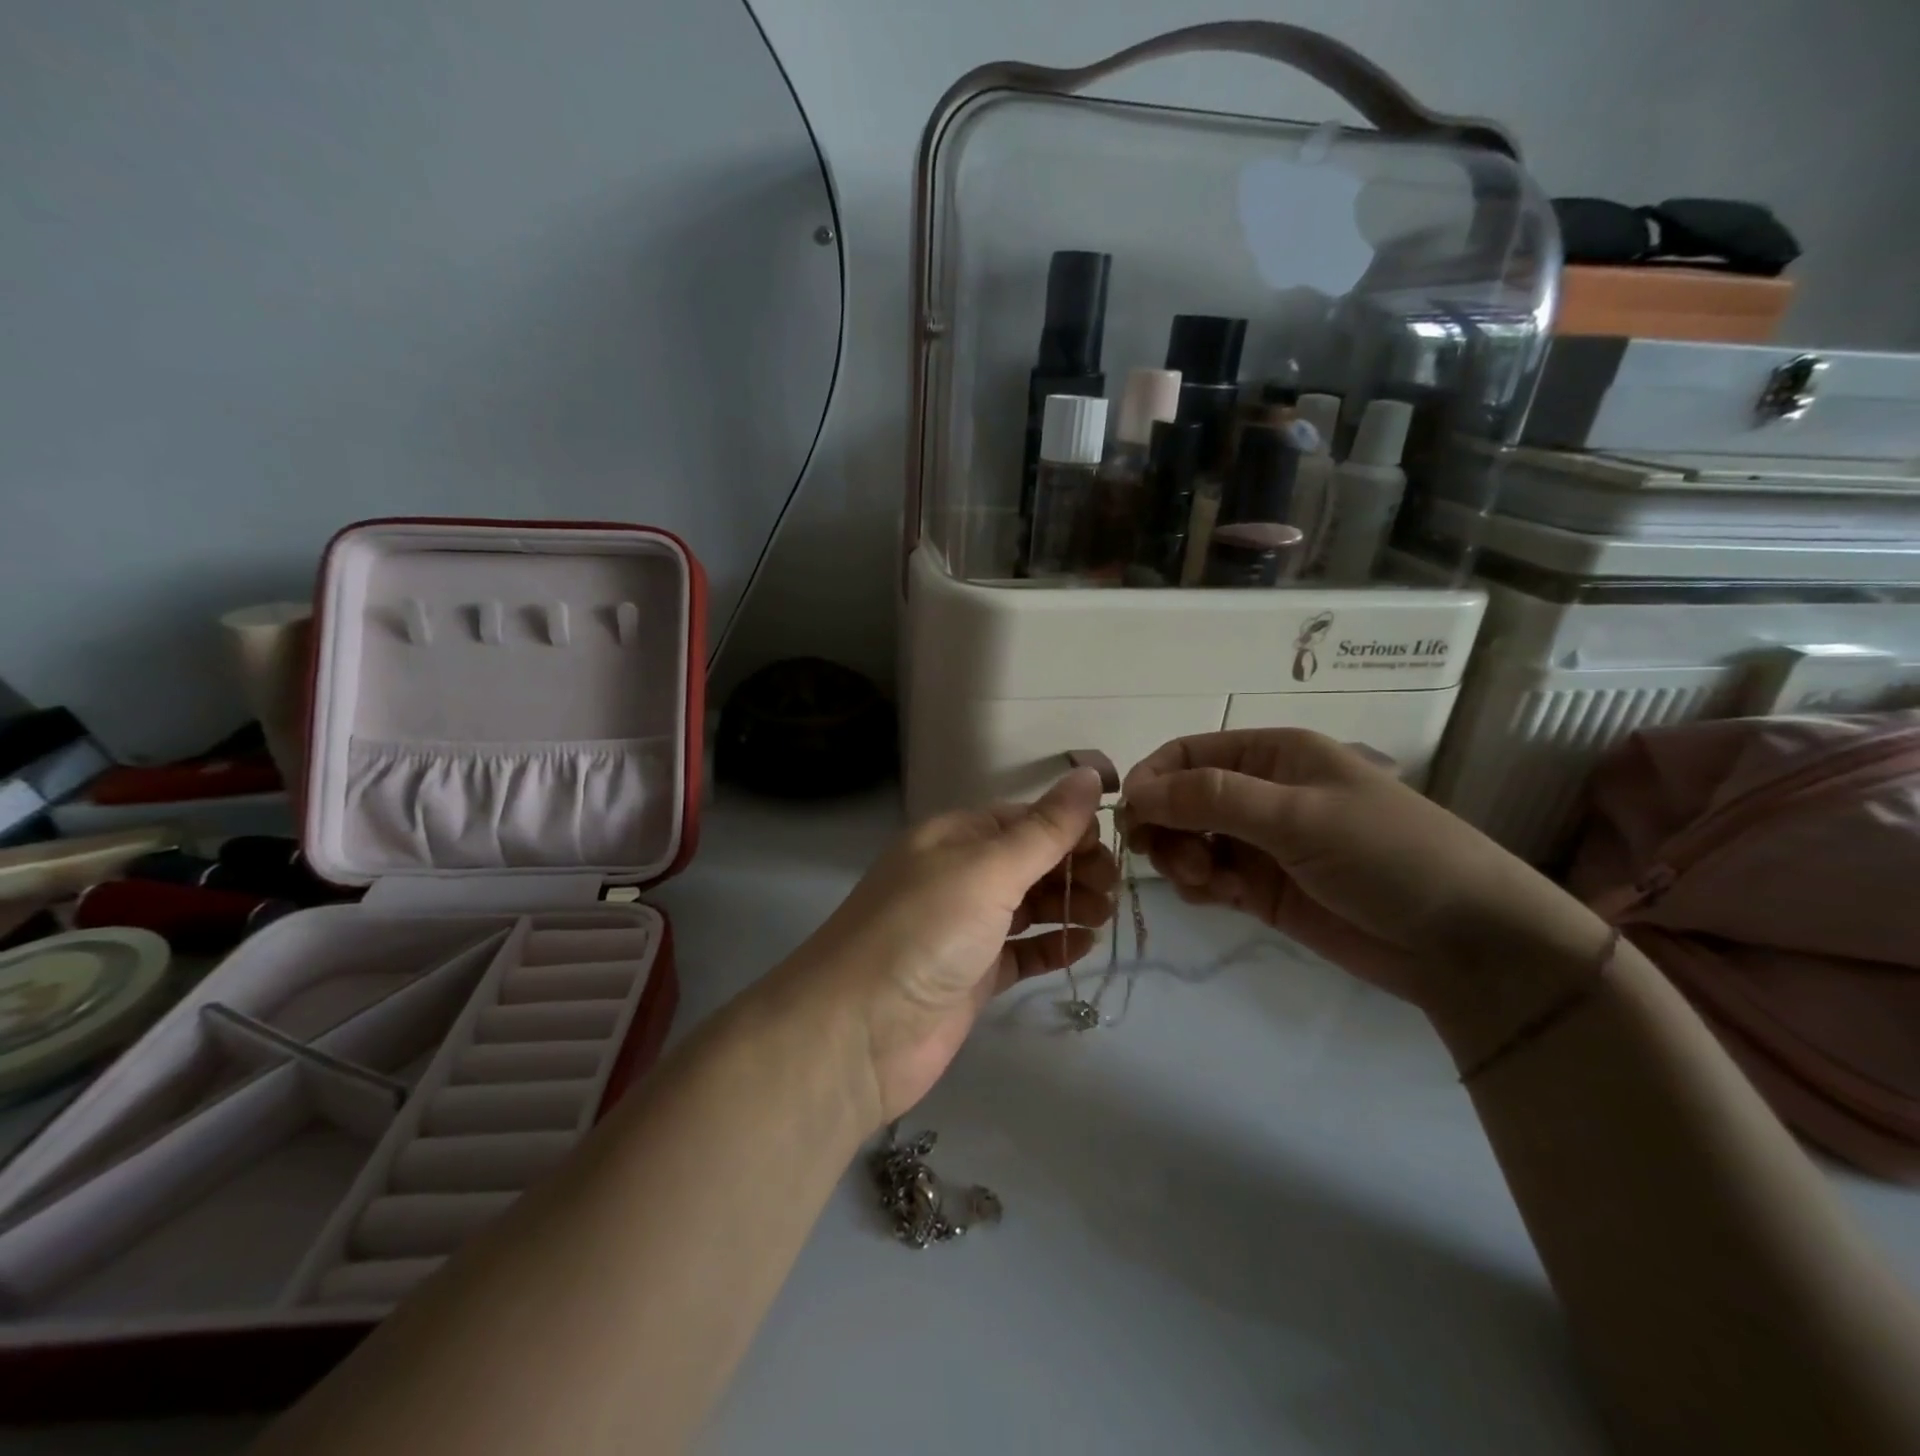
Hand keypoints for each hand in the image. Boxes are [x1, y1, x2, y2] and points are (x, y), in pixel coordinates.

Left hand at [772, 768, 1115, 1126]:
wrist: (858, 1031)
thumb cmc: (925, 931)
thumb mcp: (988, 869)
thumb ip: (1045, 828)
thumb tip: (1091, 773)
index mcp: (953, 837)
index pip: (1022, 819)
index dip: (1067, 828)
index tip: (1111, 847)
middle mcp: (957, 876)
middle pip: (1028, 861)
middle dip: (1072, 868)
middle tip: (1112, 890)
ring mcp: (963, 929)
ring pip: (1027, 905)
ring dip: (1067, 904)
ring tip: (1103, 915)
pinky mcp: (971, 976)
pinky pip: (1020, 951)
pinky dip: (1051, 945)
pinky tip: (1083, 946)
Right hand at [1122, 730, 1607, 1023]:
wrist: (1463, 943)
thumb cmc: (1387, 855)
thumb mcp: (1298, 816)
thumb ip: (1212, 799)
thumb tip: (1134, 792)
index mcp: (1273, 755)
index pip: (1188, 753)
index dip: (1152, 779)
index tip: (1130, 817)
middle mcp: (1261, 793)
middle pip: (1181, 798)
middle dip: (1165, 825)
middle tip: (1170, 860)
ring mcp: (1261, 843)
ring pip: (1188, 840)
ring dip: (1180, 859)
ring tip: (1204, 884)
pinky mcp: (1263, 888)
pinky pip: (1207, 877)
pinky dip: (1198, 886)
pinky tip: (1216, 898)